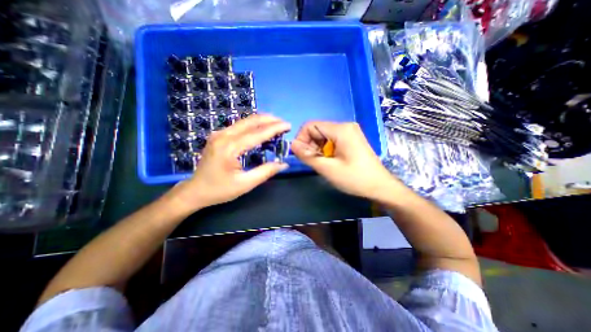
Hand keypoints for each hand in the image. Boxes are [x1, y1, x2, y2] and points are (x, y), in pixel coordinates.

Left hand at [167, 114, 290, 212]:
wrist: (195, 190)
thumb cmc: (220, 190)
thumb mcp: (245, 184)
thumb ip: (266, 172)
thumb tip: (283, 164)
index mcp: (230, 148)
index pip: (257, 133)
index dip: (274, 128)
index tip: (288, 125)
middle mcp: (223, 136)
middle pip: (251, 121)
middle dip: (270, 120)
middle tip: (284, 123)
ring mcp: (219, 134)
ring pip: (245, 121)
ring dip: (262, 121)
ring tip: (276, 124)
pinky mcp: (218, 136)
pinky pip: (239, 126)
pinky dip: (253, 125)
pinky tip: (261, 129)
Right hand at [292, 121, 401, 200]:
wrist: (380, 187)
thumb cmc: (355, 178)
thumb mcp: (328, 169)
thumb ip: (308, 156)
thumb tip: (292, 145)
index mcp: (340, 129)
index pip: (310, 125)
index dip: (301, 139)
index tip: (301, 155)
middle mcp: (345, 126)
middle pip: (317, 130)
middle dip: (310, 145)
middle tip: (313, 162)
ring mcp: (349, 132)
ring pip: (323, 136)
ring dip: (317, 149)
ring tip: (322, 163)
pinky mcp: (350, 139)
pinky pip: (331, 140)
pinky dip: (325, 150)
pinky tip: (329, 161)